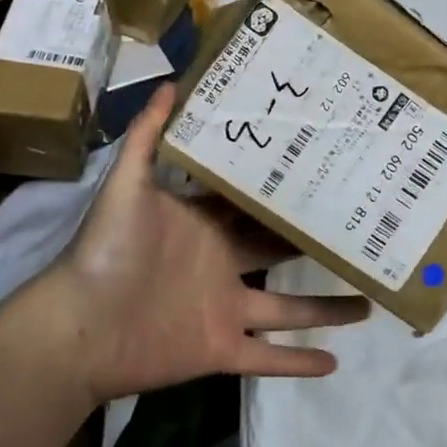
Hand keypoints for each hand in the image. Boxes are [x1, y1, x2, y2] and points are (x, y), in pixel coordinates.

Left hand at [21, 86, 369, 404]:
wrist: (78, 326)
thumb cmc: (107, 249)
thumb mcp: (128, 183)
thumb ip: (148, 135)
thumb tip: (170, 81)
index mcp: (206, 225)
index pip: (253, 203)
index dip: (286, 191)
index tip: (327, 171)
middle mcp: (222, 264)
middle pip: (278, 251)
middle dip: (314, 242)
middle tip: (361, 228)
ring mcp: (224, 309)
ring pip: (287, 309)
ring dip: (325, 310)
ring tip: (368, 303)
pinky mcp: (220, 350)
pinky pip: (267, 358)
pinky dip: (298, 363)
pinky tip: (336, 365)